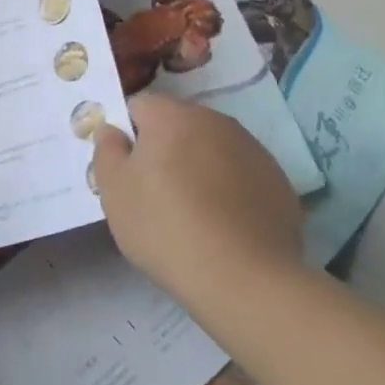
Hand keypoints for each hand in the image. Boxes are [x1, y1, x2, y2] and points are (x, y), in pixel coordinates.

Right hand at [92, 93, 304, 310]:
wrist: (244, 278)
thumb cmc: (165, 226)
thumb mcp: (113, 190)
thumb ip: (106, 149)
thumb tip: (113, 130)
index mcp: (172, 116)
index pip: (138, 106)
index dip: (127, 134)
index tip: (125, 169)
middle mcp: (216, 121)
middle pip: (178, 125)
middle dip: (163, 149)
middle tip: (153, 193)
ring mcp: (253, 150)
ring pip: (211, 149)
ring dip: (197, 167)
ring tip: (190, 213)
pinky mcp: (278, 182)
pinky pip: (240, 175)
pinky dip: (228, 189)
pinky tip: (222, 225)